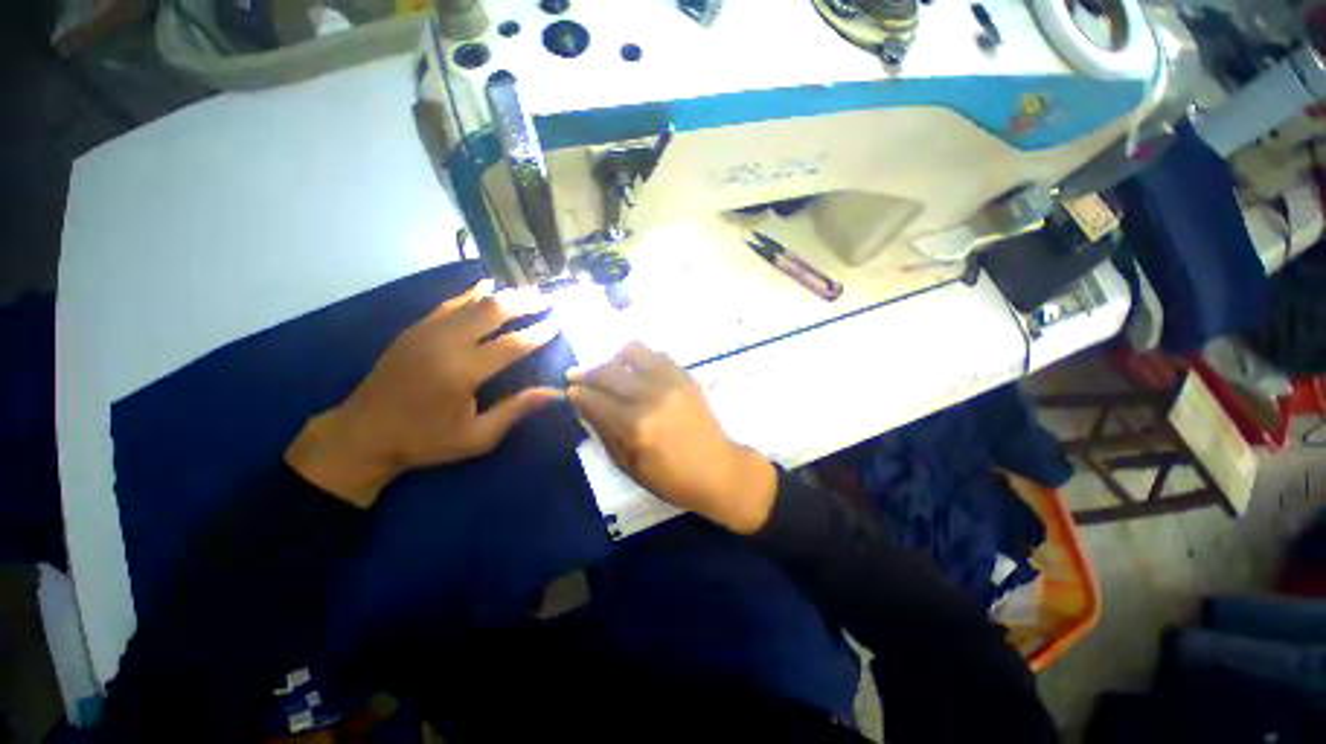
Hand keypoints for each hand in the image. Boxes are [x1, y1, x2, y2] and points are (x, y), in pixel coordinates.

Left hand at [286, 280, 561, 506]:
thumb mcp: (477, 437)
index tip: (559, 320)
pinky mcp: (415, 329)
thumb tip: (555, 393)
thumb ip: (516, 410)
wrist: (362, 435)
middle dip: (524, 303)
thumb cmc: (424, 440)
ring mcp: (426, 332)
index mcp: (462, 372)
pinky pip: (450, 303)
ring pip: (472, 302)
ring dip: (503, 295)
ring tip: (527, 291)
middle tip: (548, 299)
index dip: (539, 331)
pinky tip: (487, 286)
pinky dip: (472, 293)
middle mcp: (445, 344)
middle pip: (493, 311)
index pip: (512, 344)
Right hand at [567, 342, 776, 533]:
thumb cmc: (672, 479)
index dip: (576, 392)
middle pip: (608, 370)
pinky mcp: (686, 376)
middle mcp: (651, 396)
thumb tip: (584, 405)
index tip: (569, 390)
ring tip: (611, 371)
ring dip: (614, 358)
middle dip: (587, 372)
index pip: (595, 398)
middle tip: (579, 377)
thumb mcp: (630, 467)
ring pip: (632, 351)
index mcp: (636, 426)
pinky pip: (657, 354)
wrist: (719, 469)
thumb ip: (604, 433)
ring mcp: (671, 382)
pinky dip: (641, 358)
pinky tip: (638, 371)